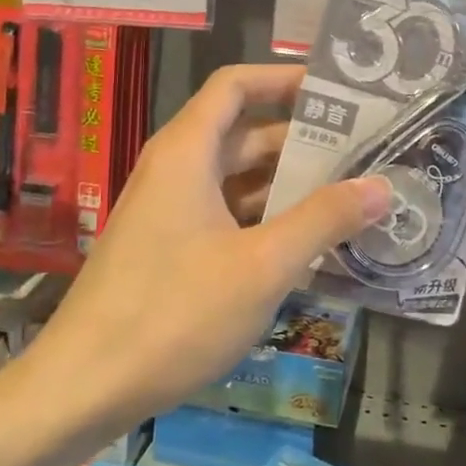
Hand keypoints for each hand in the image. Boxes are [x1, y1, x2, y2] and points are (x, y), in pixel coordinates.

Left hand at [25, 65, 392, 436]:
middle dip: (301, 139)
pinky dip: (265, 220)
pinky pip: (225, 216)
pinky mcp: (169, 250)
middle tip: (364, 151)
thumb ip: (323, 220)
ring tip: (350, 195)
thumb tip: (382, 186)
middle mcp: (175, 170)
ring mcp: (169, 212)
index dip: (284, 79)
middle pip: (243, 134)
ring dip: (287, 185)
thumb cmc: (174, 313)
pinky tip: (308, 245)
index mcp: (187, 151)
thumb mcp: (262, 265)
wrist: (83, 387)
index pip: (236, 85)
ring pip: (236, 180)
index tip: (337, 92)